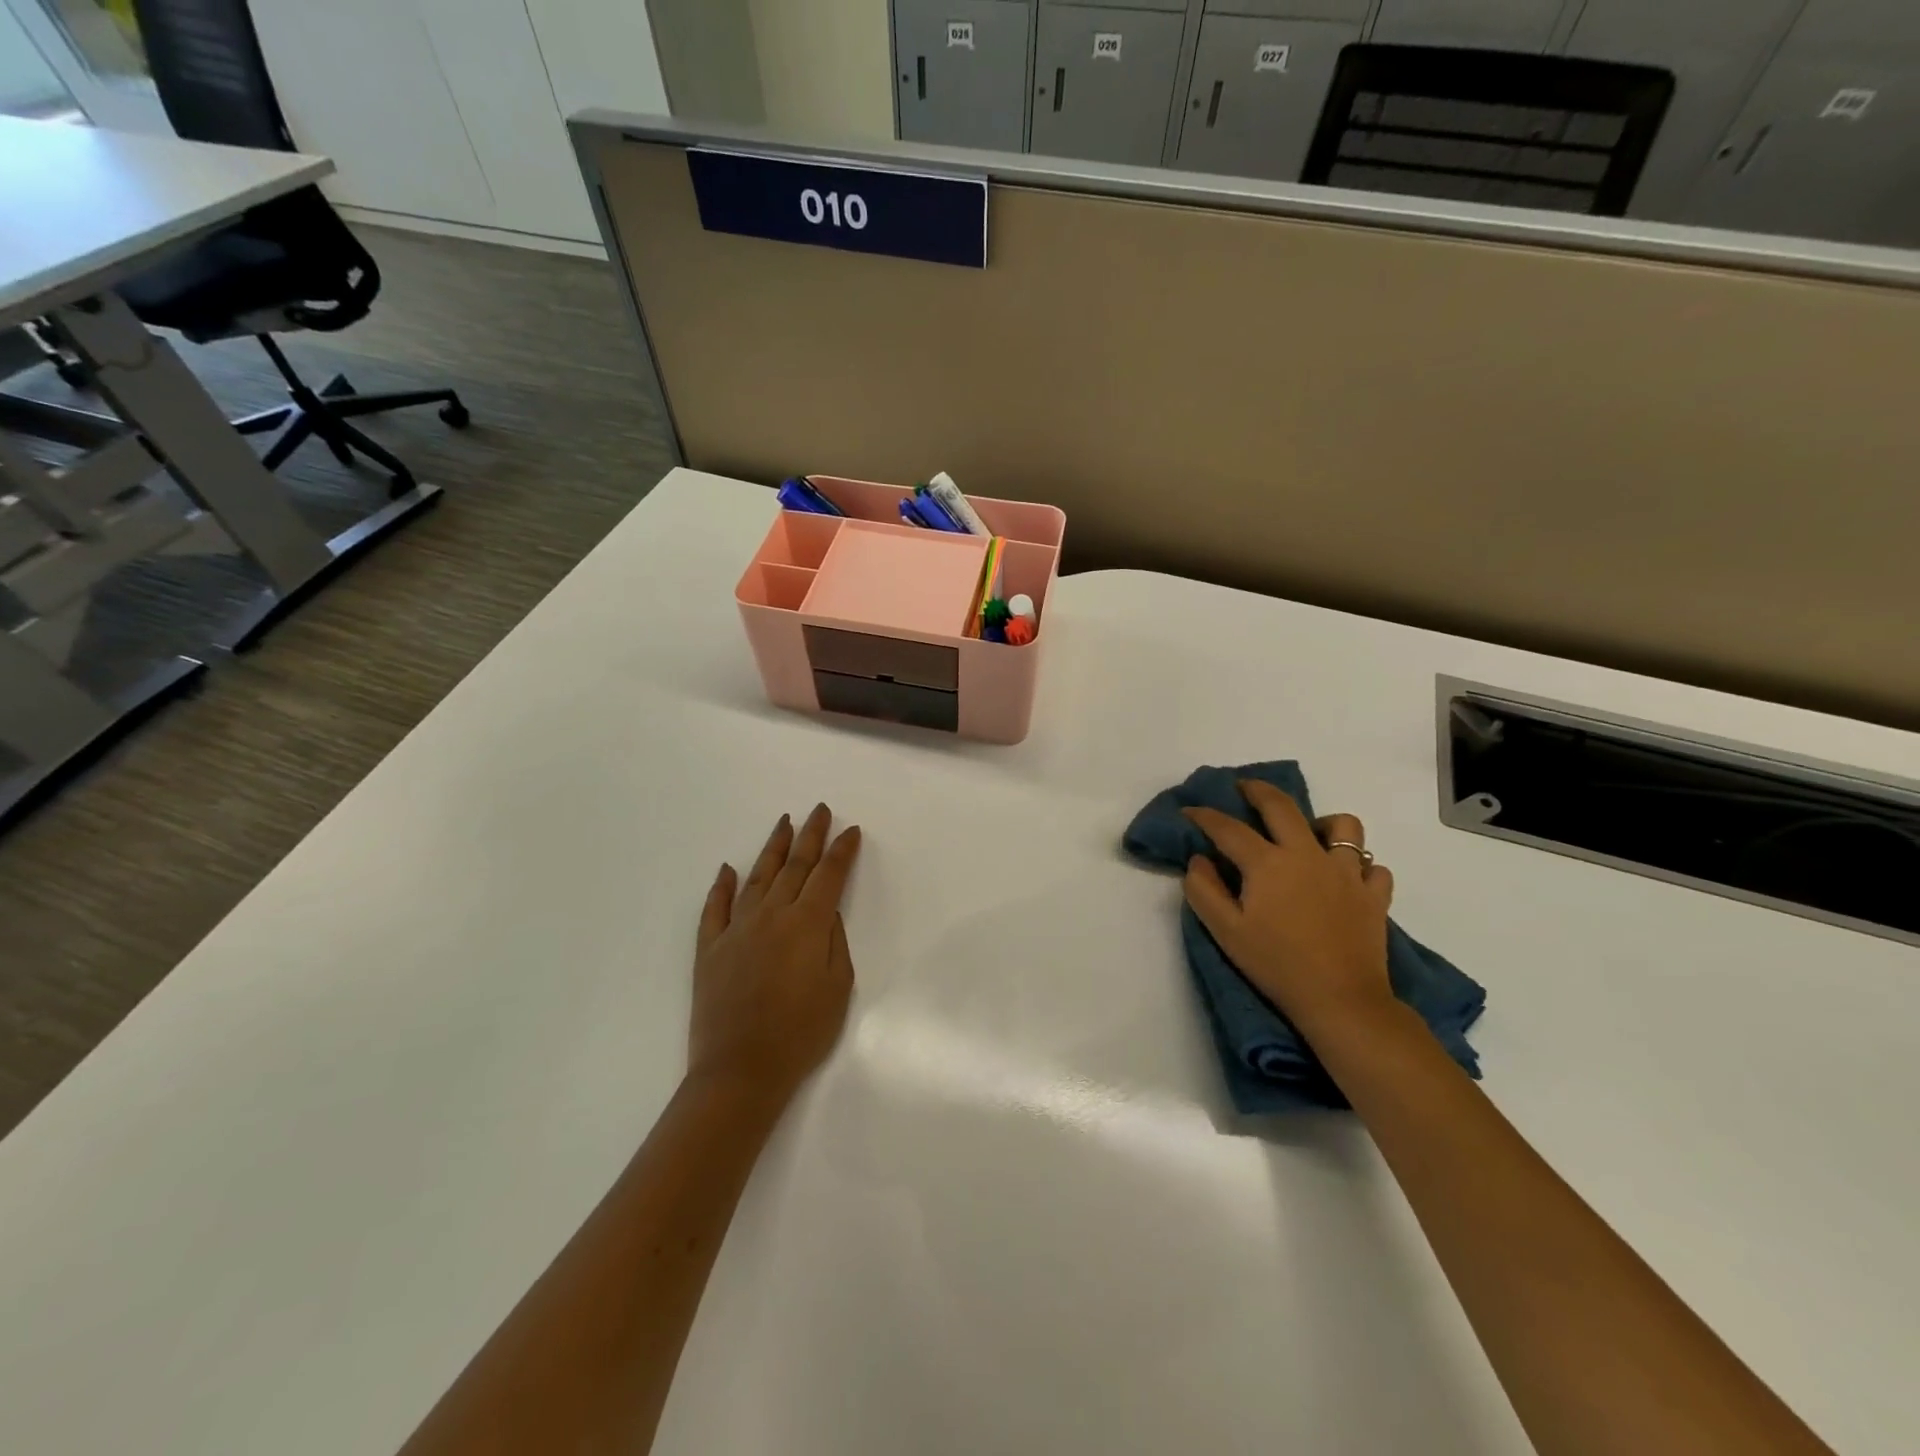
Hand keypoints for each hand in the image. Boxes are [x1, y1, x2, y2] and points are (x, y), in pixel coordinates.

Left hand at [689, 804, 862, 1102]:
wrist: (740, 1071)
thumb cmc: (800, 1034)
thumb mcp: (838, 988)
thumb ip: (834, 942)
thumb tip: (826, 913)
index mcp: (807, 924)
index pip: (829, 875)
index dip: (842, 850)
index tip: (851, 830)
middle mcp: (771, 915)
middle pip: (794, 865)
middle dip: (810, 835)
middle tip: (819, 810)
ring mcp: (736, 929)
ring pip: (757, 877)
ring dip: (773, 848)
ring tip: (783, 823)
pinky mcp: (710, 948)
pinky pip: (715, 908)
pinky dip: (721, 886)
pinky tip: (727, 868)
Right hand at [1182, 781, 1396, 1039]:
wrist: (1341, 1001)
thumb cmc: (1276, 965)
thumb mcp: (1226, 932)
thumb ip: (1203, 890)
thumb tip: (1198, 860)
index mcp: (1268, 863)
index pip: (1228, 828)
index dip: (1204, 816)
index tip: (1189, 811)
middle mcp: (1307, 855)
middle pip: (1282, 806)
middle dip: (1257, 790)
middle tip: (1244, 788)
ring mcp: (1347, 872)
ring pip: (1343, 826)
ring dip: (1323, 824)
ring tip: (1310, 835)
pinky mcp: (1374, 895)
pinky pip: (1372, 866)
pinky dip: (1359, 866)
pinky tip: (1344, 878)